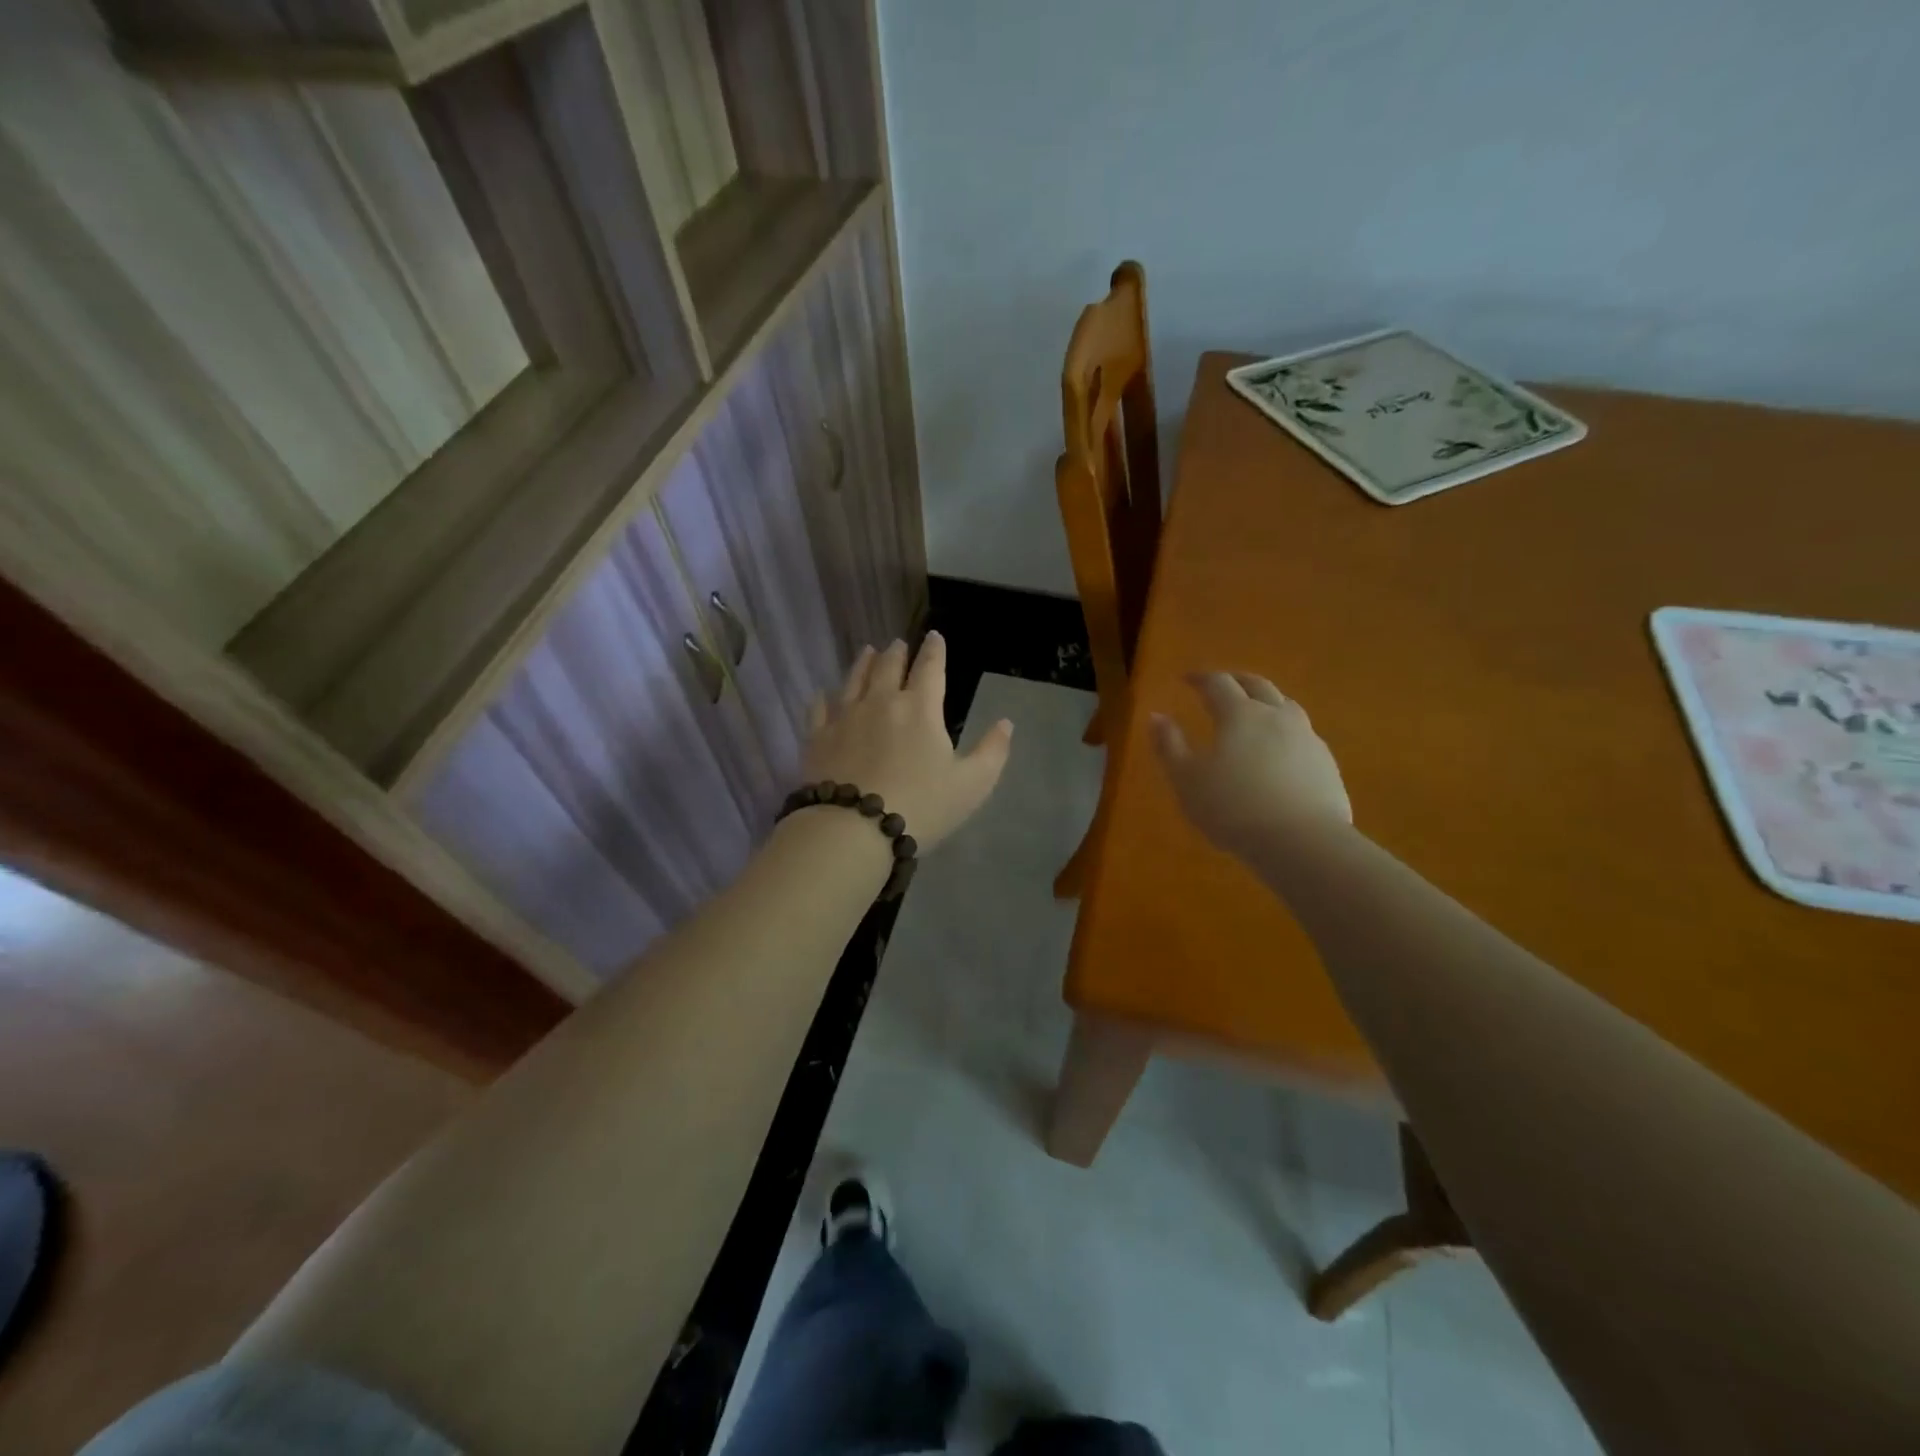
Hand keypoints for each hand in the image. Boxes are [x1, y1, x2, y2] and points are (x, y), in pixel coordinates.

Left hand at [799, 633, 1013, 851]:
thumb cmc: (921, 806)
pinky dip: (823, 697)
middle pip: (888, 667)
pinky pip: (819, 709)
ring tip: (867, 652)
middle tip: (898, 644)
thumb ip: (992, 751)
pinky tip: (822, 693)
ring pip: (854, 679)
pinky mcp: (817, 738)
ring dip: (863, 663)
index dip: (935, 650)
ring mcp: (844, 717)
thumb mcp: (972, 785)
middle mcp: (881, 702)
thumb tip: (1006, 723)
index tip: (935, 636)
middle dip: (897, 653)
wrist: (853, 829)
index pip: (930, 668)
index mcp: (920, 709)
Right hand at [1151, 672, 1350, 858]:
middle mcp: (1276, 716)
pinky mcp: (1326, 764)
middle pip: (1258, 685)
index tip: (1187, 679)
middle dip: (1237, 680)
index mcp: (1240, 714)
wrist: (1302, 843)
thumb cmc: (1233, 808)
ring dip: (1267, 702)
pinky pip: (1303, 735)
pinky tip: (1280, 752)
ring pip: (1286, 706)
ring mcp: (1307, 738)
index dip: (1201, 678)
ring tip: (1255, 712)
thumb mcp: (1187, 780)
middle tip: (1222, 684)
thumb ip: (1169, 745)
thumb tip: (1156, 716)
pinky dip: (1286, 732)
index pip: (1218, 683)